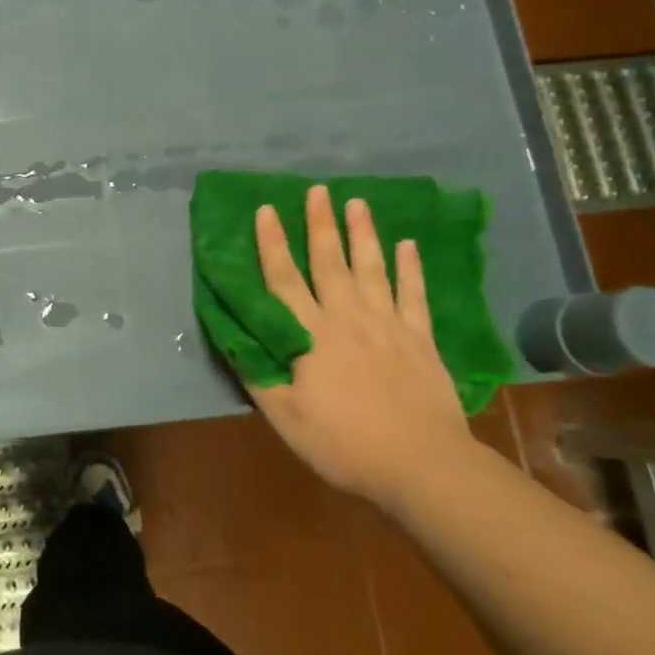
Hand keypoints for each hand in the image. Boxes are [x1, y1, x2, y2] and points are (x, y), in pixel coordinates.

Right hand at [248, 186, 479, 509]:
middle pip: (329, 262)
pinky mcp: (420, 338)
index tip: (265, 210)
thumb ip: (258, 374)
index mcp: (310, 335)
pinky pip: (414, 294)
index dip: (271, 243)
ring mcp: (388, 324)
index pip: (283, 280)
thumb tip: (234, 338)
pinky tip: (408, 245)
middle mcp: (347, 318)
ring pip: (372, 268)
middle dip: (320, 224)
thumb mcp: (284, 417)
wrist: (420, 464)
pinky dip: (410, 268)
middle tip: (317, 190)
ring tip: (357, 202)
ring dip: (363, 234)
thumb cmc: (343, 443)